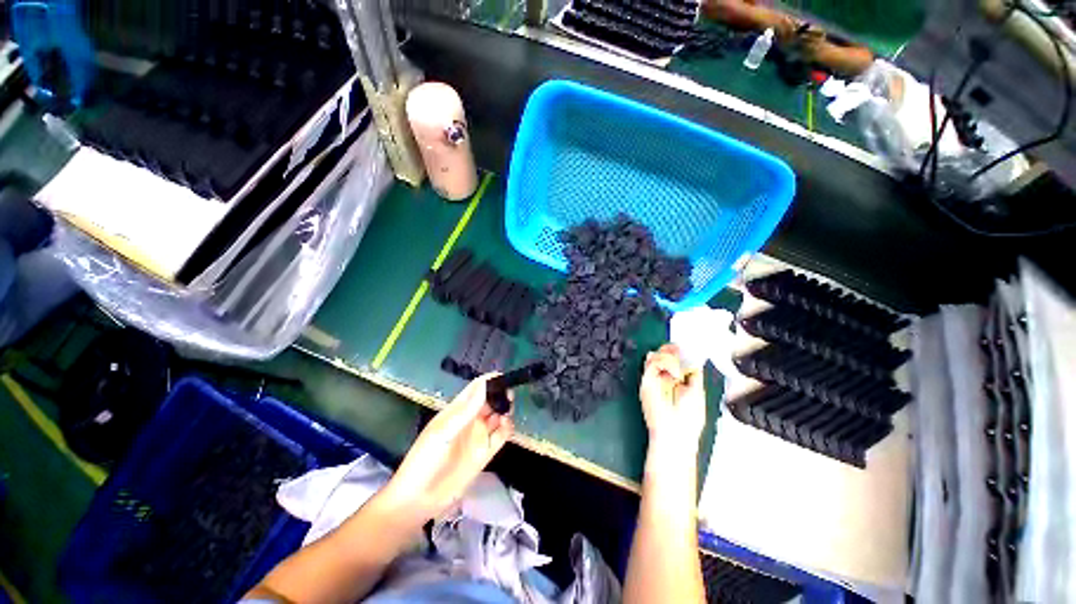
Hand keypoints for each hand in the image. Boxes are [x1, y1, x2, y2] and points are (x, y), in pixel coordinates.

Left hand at [382, 375, 514, 521]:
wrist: (419, 500)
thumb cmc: (425, 460)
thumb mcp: (443, 432)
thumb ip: (466, 410)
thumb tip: (485, 385)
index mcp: (457, 410)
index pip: (475, 389)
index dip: (488, 381)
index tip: (503, 376)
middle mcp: (470, 420)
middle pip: (489, 400)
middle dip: (500, 394)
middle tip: (510, 393)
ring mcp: (478, 436)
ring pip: (497, 415)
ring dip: (505, 409)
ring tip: (509, 408)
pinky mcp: (485, 453)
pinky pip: (501, 435)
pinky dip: (507, 428)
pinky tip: (507, 424)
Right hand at [639, 344, 705, 447]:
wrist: (674, 433)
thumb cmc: (687, 419)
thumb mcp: (697, 393)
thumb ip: (694, 375)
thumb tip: (692, 360)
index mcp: (675, 382)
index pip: (672, 361)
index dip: (676, 353)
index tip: (681, 348)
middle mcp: (663, 379)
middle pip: (662, 356)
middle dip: (670, 351)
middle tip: (676, 350)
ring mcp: (653, 379)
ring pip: (657, 356)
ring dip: (670, 359)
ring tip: (678, 373)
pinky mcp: (646, 381)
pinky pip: (653, 363)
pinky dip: (665, 364)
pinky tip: (674, 375)